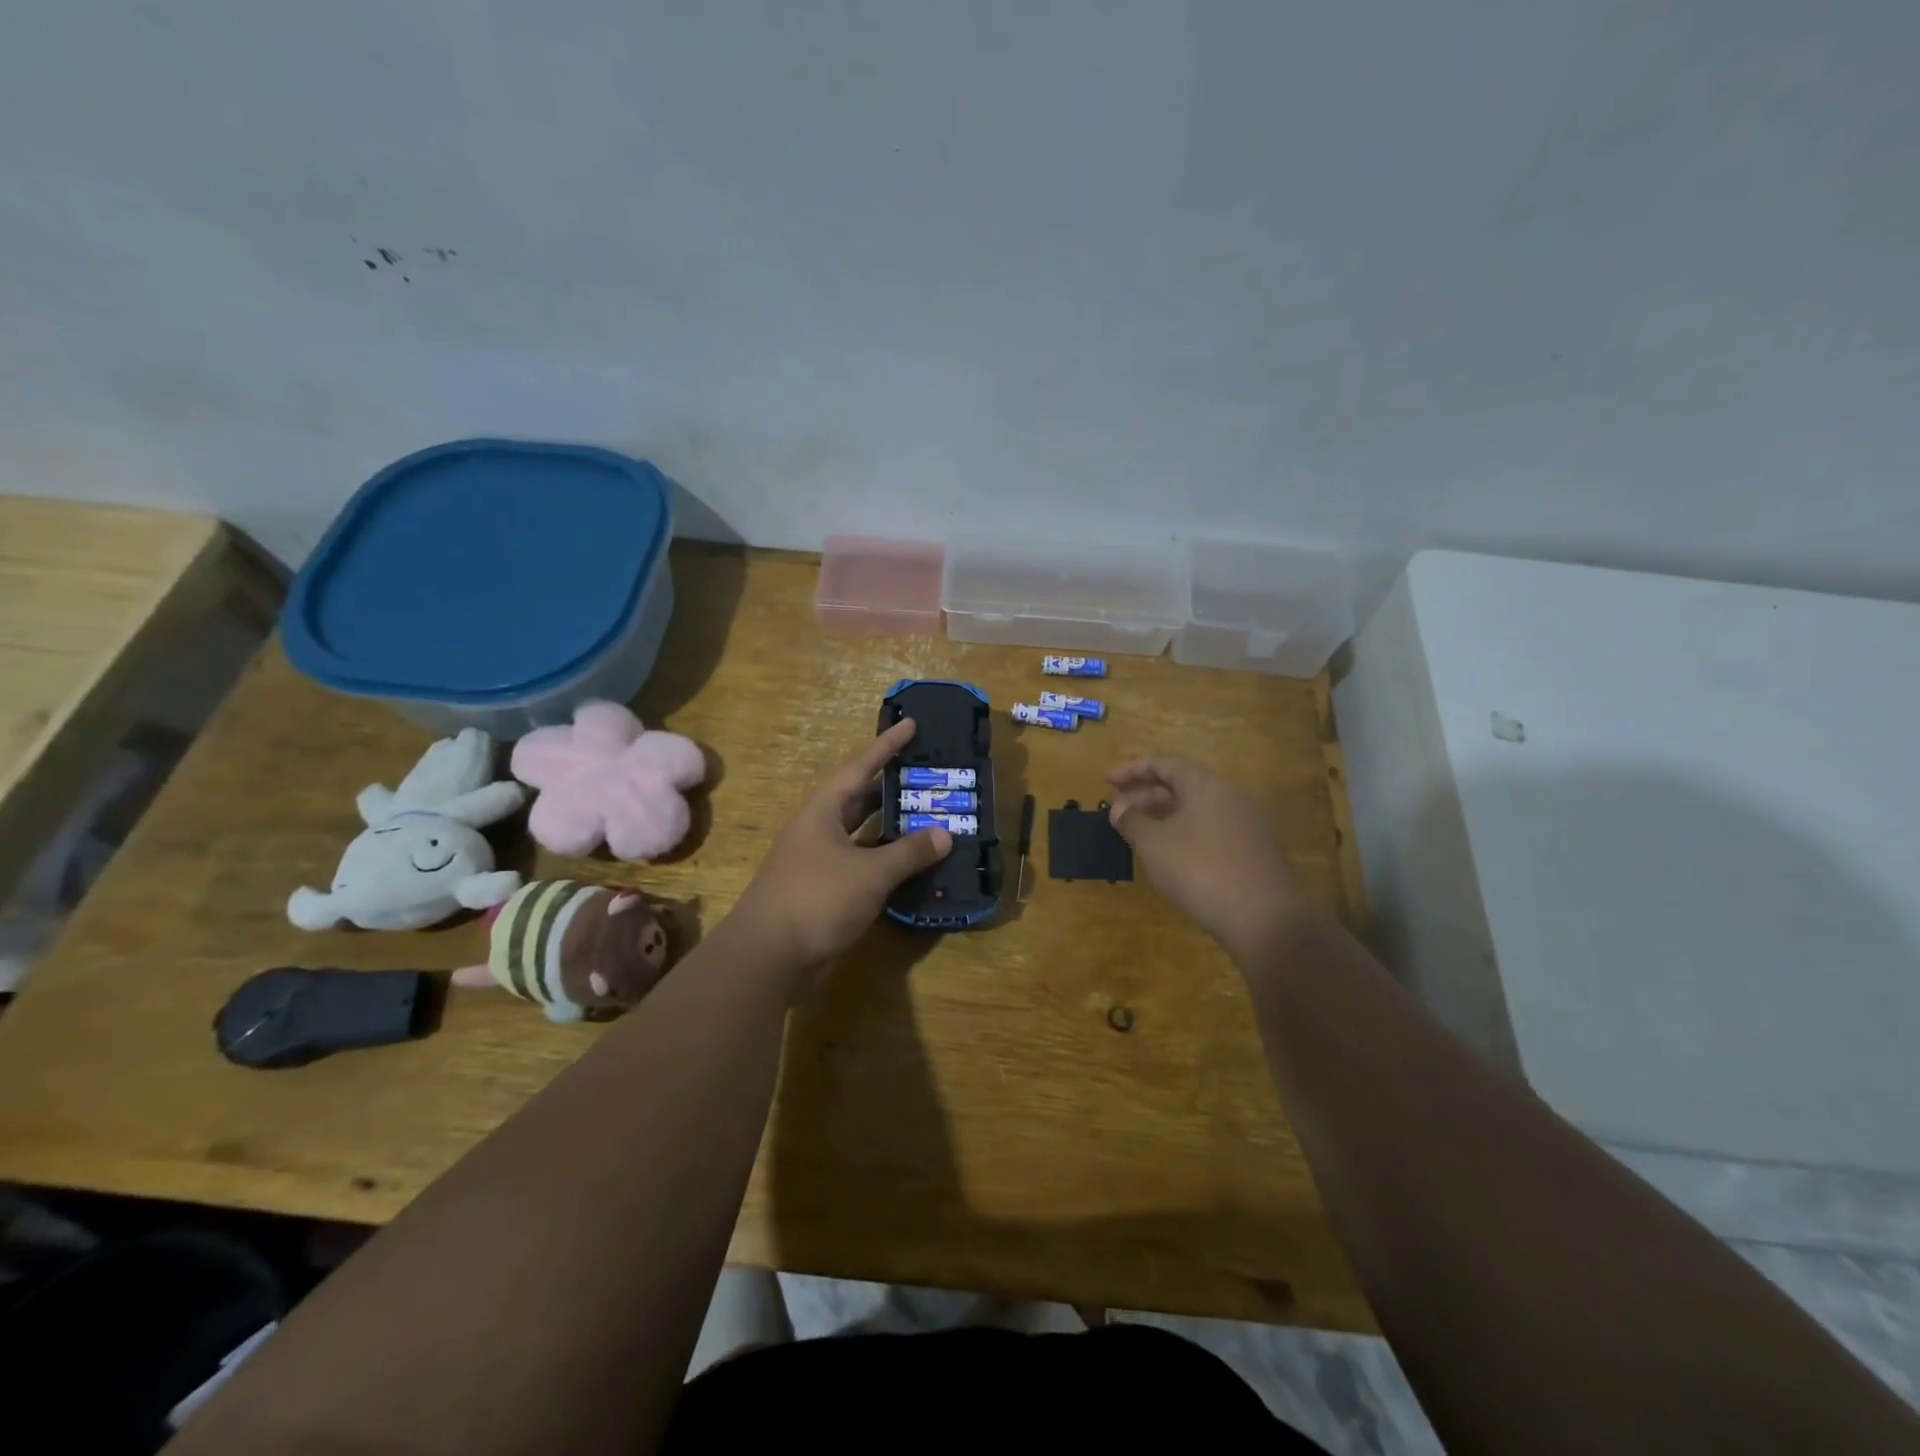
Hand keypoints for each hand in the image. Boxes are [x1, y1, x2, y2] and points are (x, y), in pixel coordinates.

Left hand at [731, 719, 952, 989]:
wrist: (768, 957)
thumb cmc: (816, 898)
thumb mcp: (869, 872)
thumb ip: (909, 852)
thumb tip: (946, 834)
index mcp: (823, 811)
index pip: (861, 768)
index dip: (887, 746)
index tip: (911, 724)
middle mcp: (820, 830)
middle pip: (862, 799)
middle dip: (892, 785)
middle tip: (928, 772)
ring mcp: (821, 862)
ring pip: (864, 835)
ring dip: (894, 827)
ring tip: (930, 814)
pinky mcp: (826, 892)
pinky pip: (864, 866)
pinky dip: (888, 862)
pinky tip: (914, 864)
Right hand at [1107, 757, 1307, 962]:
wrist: (1265, 919)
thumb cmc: (1200, 870)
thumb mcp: (1154, 844)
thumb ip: (1132, 821)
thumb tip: (1120, 809)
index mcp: (1206, 785)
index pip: (1164, 764)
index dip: (1132, 770)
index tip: (1106, 782)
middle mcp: (1230, 796)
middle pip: (1181, 785)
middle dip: (1146, 796)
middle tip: (1118, 814)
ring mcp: (1246, 824)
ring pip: (1196, 809)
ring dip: (1163, 816)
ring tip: (1138, 835)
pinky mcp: (1253, 851)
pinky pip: (1210, 829)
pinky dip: (1184, 833)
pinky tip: (1169, 856)